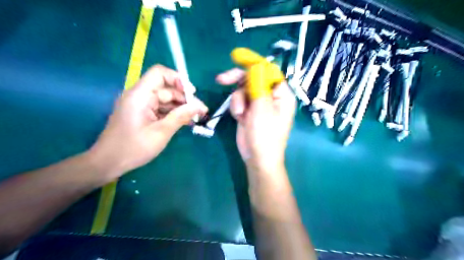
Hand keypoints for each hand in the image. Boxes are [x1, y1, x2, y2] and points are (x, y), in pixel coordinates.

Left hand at [88, 64, 208, 178]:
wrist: (108, 162)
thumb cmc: (134, 148)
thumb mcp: (161, 132)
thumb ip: (181, 116)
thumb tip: (200, 106)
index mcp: (140, 95)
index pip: (160, 74)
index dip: (178, 79)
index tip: (192, 94)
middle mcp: (140, 96)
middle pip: (166, 88)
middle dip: (185, 98)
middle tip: (201, 111)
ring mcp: (141, 105)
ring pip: (166, 99)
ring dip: (181, 107)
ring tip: (196, 118)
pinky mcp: (142, 113)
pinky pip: (161, 108)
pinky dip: (173, 114)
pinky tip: (186, 122)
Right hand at [216, 68, 294, 170]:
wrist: (257, 158)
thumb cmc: (265, 135)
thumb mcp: (262, 108)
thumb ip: (258, 85)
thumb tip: (256, 66)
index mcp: (281, 93)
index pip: (268, 70)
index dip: (253, 62)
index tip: (236, 56)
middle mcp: (271, 96)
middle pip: (253, 78)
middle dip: (238, 80)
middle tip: (221, 80)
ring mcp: (259, 104)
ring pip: (243, 90)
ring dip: (238, 101)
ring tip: (240, 115)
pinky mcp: (249, 111)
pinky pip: (239, 101)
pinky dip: (236, 108)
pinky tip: (240, 118)